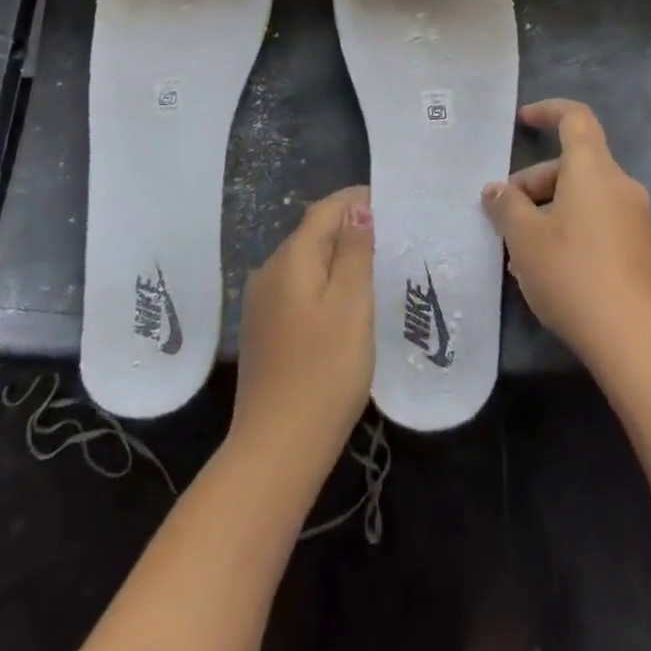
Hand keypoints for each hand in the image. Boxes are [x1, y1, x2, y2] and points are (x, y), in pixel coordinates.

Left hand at [230, 186, 374, 469]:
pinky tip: (343, 303)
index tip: (390, 203)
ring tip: (373, 267)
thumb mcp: (352, 306)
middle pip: (311, 233)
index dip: (355, 201)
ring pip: (304, 262)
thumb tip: (357, 207)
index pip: (323, 210)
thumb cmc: (324, 372)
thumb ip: (354, 252)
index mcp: (289, 259)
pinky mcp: (262, 330)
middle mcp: (268, 272)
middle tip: (389, 237)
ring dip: (335, 257)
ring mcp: (260, 303)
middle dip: (347, 228)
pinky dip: (322, 283)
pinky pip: (296, 288)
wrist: (276, 449)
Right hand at [482, 99, 650, 371]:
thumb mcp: (524, 237)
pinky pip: (595, 221)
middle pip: (572, 165)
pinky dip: (567, 229)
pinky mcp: (637, 249)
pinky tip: (544, 268)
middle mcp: (619, 185)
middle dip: (533, 183)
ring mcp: (633, 218)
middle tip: (504, 217)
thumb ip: (506, 206)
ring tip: (518, 252)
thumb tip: (496, 191)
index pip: (575, 118)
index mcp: (594, 170)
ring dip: (546, 212)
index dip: (548, 111)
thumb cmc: (572, 273)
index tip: (522, 120)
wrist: (634, 339)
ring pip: (581, 197)